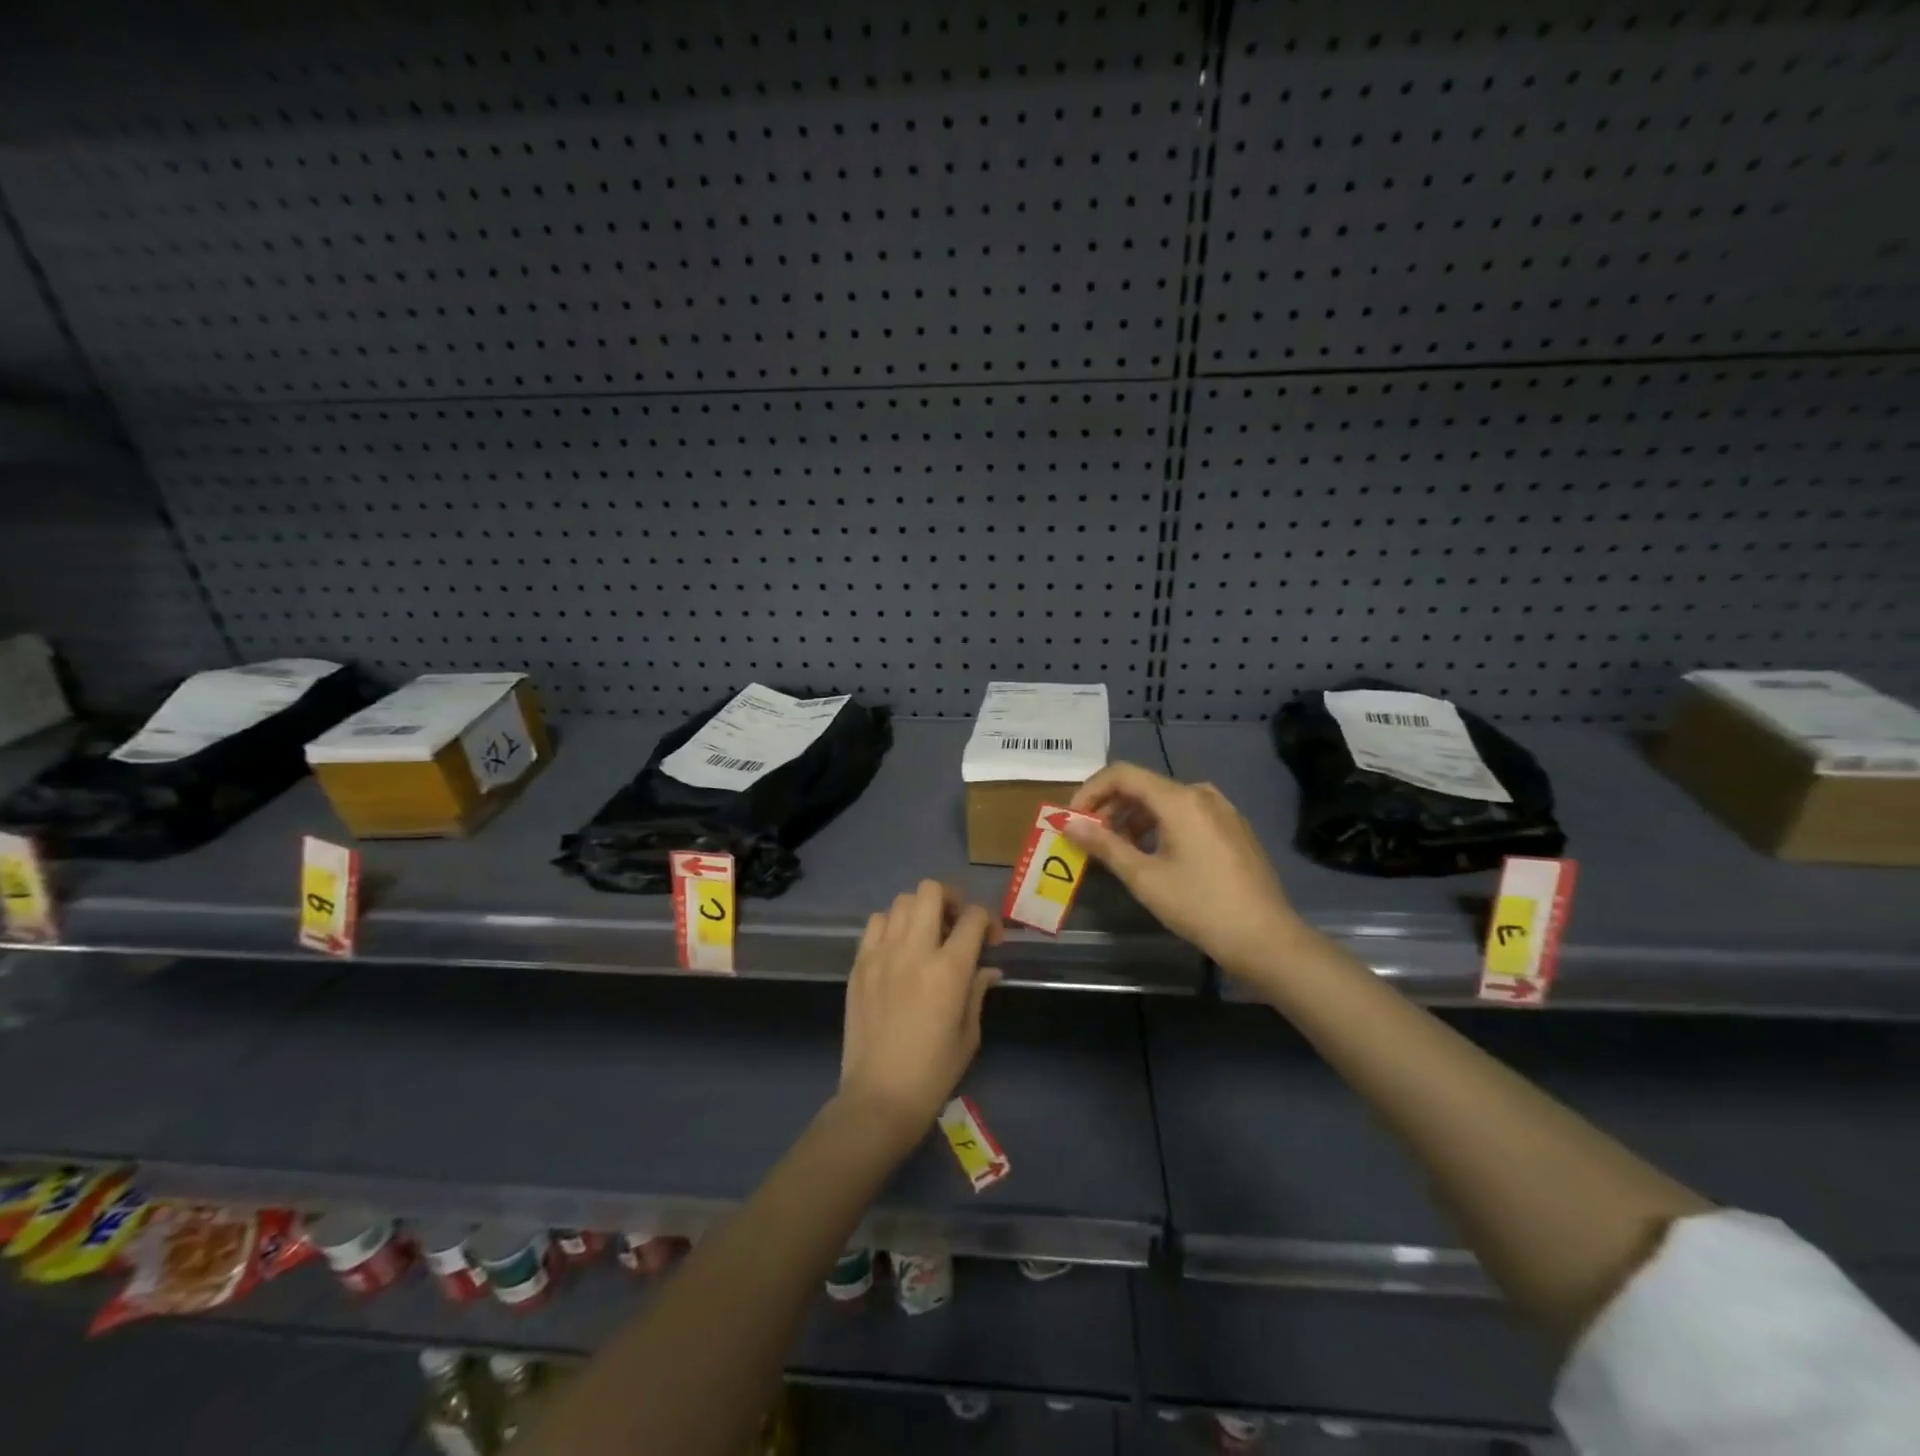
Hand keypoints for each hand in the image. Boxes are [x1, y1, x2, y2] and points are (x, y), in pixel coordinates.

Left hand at [839, 881, 1001, 1147]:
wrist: (878, 1097)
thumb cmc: (933, 1073)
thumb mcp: (969, 1034)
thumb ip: (977, 991)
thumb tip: (988, 968)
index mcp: (949, 969)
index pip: (973, 917)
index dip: (988, 920)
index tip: (991, 940)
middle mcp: (914, 950)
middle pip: (931, 891)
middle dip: (951, 899)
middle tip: (956, 924)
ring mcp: (881, 954)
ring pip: (901, 901)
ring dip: (919, 911)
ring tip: (925, 935)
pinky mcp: (859, 964)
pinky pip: (875, 923)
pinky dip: (891, 925)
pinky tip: (898, 949)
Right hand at [1066, 762, 1304, 979]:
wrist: (1266, 938)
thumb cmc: (1200, 906)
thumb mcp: (1144, 878)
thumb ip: (1104, 845)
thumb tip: (1069, 824)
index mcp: (1180, 799)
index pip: (1122, 774)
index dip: (1091, 791)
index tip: (1073, 819)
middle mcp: (1201, 794)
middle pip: (1143, 786)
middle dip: (1110, 807)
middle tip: (1089, 837)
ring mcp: (1222, 810)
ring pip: (1165, 801)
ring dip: (1133, 818)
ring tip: (1116, 850)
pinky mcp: (1233, 828)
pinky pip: (1186, 814)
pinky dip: (1159, 826)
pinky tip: (1152, 855)